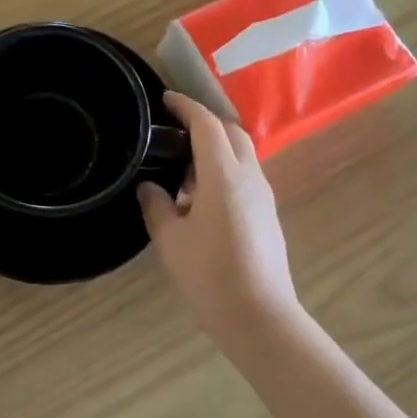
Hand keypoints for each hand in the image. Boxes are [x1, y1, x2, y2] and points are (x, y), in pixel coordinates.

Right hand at [139, 92, 298, 332]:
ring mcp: (263, 196)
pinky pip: (245, 177)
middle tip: (173, 130)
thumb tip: (149, 186)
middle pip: (232, 132)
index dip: (186, 107)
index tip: (165, 100)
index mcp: (224, 175)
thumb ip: (156, 205)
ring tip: (181, 168)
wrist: (259, 318)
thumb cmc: (209, 276)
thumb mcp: (170, 240)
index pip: (207, 124)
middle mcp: (250, 177)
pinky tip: (199, 197)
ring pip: (242, 155)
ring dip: (214, 149)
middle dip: (205, 122)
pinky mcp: (267, 215)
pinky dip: (223, 171)